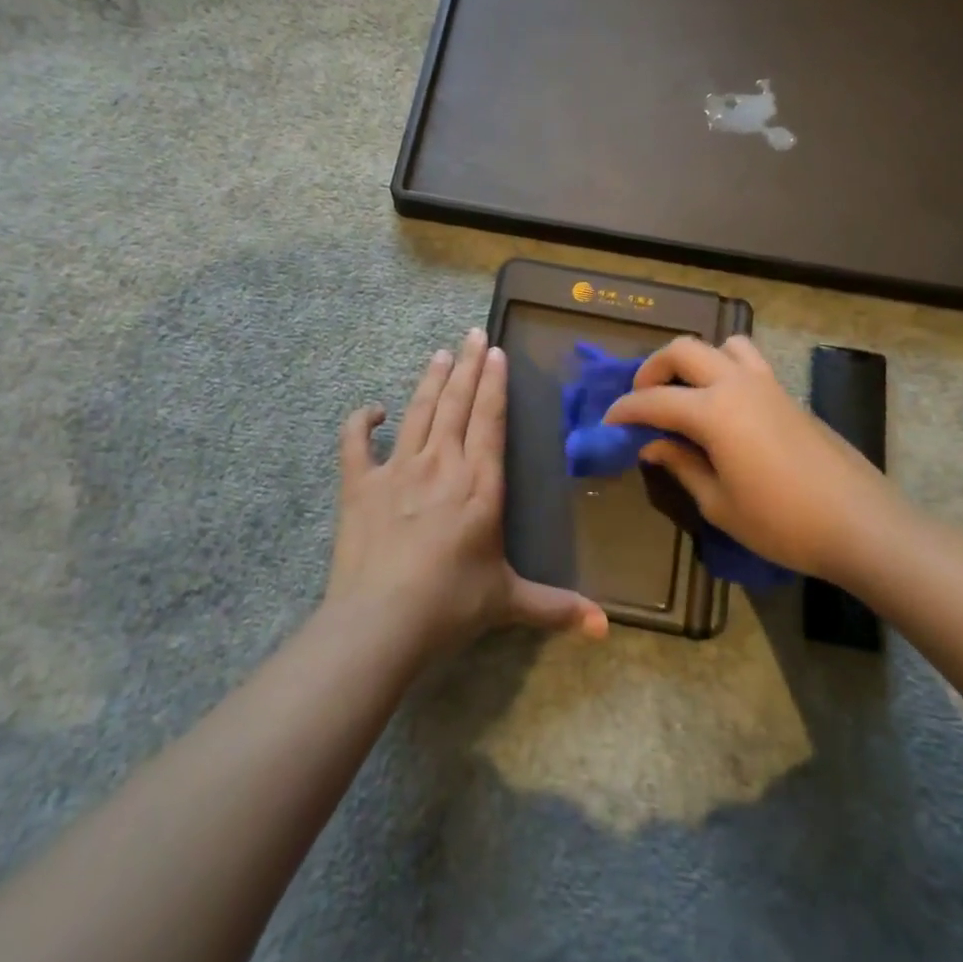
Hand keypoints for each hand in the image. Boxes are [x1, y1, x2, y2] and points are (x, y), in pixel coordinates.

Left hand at [329, 329, 609, 650]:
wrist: (380, 621)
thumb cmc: (451, 605)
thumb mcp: (509, 602)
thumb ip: (557, 607)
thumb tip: (606, 628)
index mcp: (480, 484)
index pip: (489, 419)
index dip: (493, 383)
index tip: (495, 351)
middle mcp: (442, 464)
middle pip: (457, 403)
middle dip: (467, 365)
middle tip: (473, 333)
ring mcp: (398, 469)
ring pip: (418, 411)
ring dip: (430, 380)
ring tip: (439, 353)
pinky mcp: (360, 484)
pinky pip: (356, 442)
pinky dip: (361, 422)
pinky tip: (372, 411)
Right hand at [605, 336, 912, 586]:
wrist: (861, 524)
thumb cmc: (783, 522)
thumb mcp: (719, 503)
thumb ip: (681, 466)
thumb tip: (652, 445)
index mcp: (714, 412)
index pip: (654, 400)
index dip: (625, 409)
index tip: (608, 422)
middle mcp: (737, 385)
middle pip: (684, 350)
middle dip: (653, 368)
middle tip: (643, 399)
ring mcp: (768, 385)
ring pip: (722, 345)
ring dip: (696, 360)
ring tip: (687, 392)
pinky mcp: (789, 395)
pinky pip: (749, 362)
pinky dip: (725, 369)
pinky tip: (725, 408)